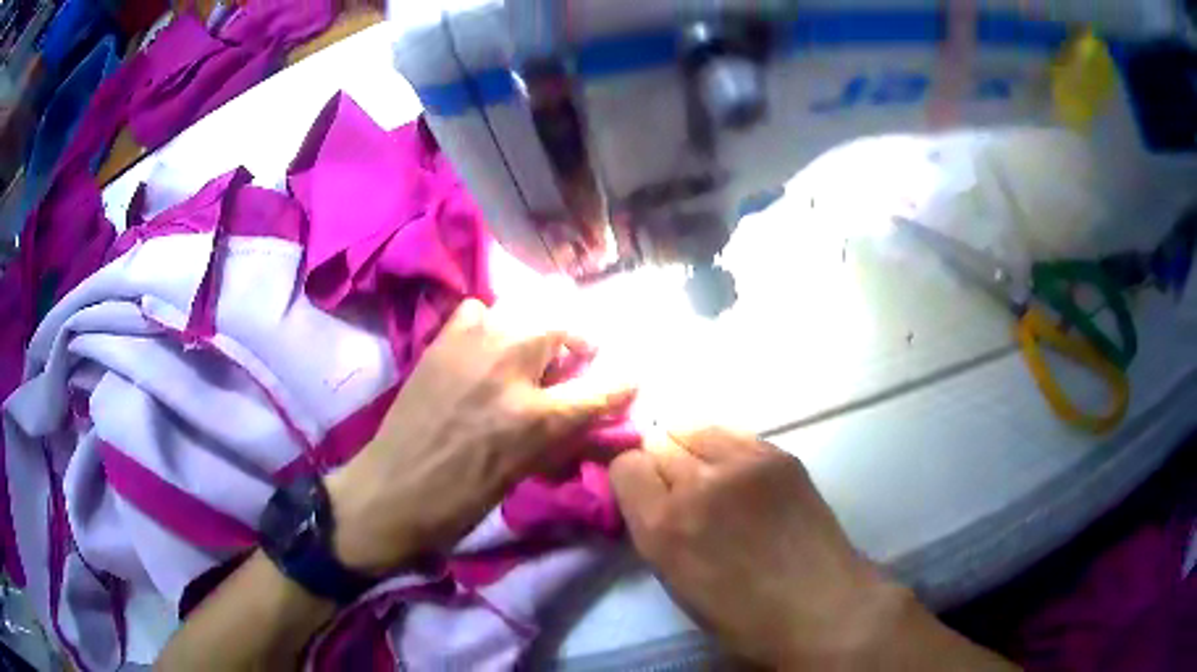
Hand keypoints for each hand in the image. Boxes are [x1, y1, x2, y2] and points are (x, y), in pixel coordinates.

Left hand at [326, 299, 635, 575]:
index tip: (634, 375)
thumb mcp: (524, 474)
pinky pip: (479, 310)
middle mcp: (508, 369)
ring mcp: (471, 347)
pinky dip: (491, 322)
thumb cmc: (462, 499)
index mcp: (534, 417)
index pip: (599, 389)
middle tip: (577, 354)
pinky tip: (486, 344)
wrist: (393, 490)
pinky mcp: (441, 340)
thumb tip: (589, 412)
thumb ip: (561, 435)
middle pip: (563, 324)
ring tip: (532, 346)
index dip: (623, 383)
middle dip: (580, 337)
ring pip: (523, 307)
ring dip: (538, 324)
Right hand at [608, 428, 910, 668]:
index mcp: (663, 528)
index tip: (646, 495)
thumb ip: (656, 530)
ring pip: (694, 428)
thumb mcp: (677, 583)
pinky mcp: (779, 455)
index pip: (624, 467)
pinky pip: (734, 434)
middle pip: (657, 444)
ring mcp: (742, 465)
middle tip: (681, 488)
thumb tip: (650, 495)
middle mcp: (697, 486)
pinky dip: (726, 448)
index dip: (633, 481)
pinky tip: (740, 472)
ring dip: (691, 448)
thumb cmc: (743, 616)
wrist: (821, 607)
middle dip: (661, 466)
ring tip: (708, 472)